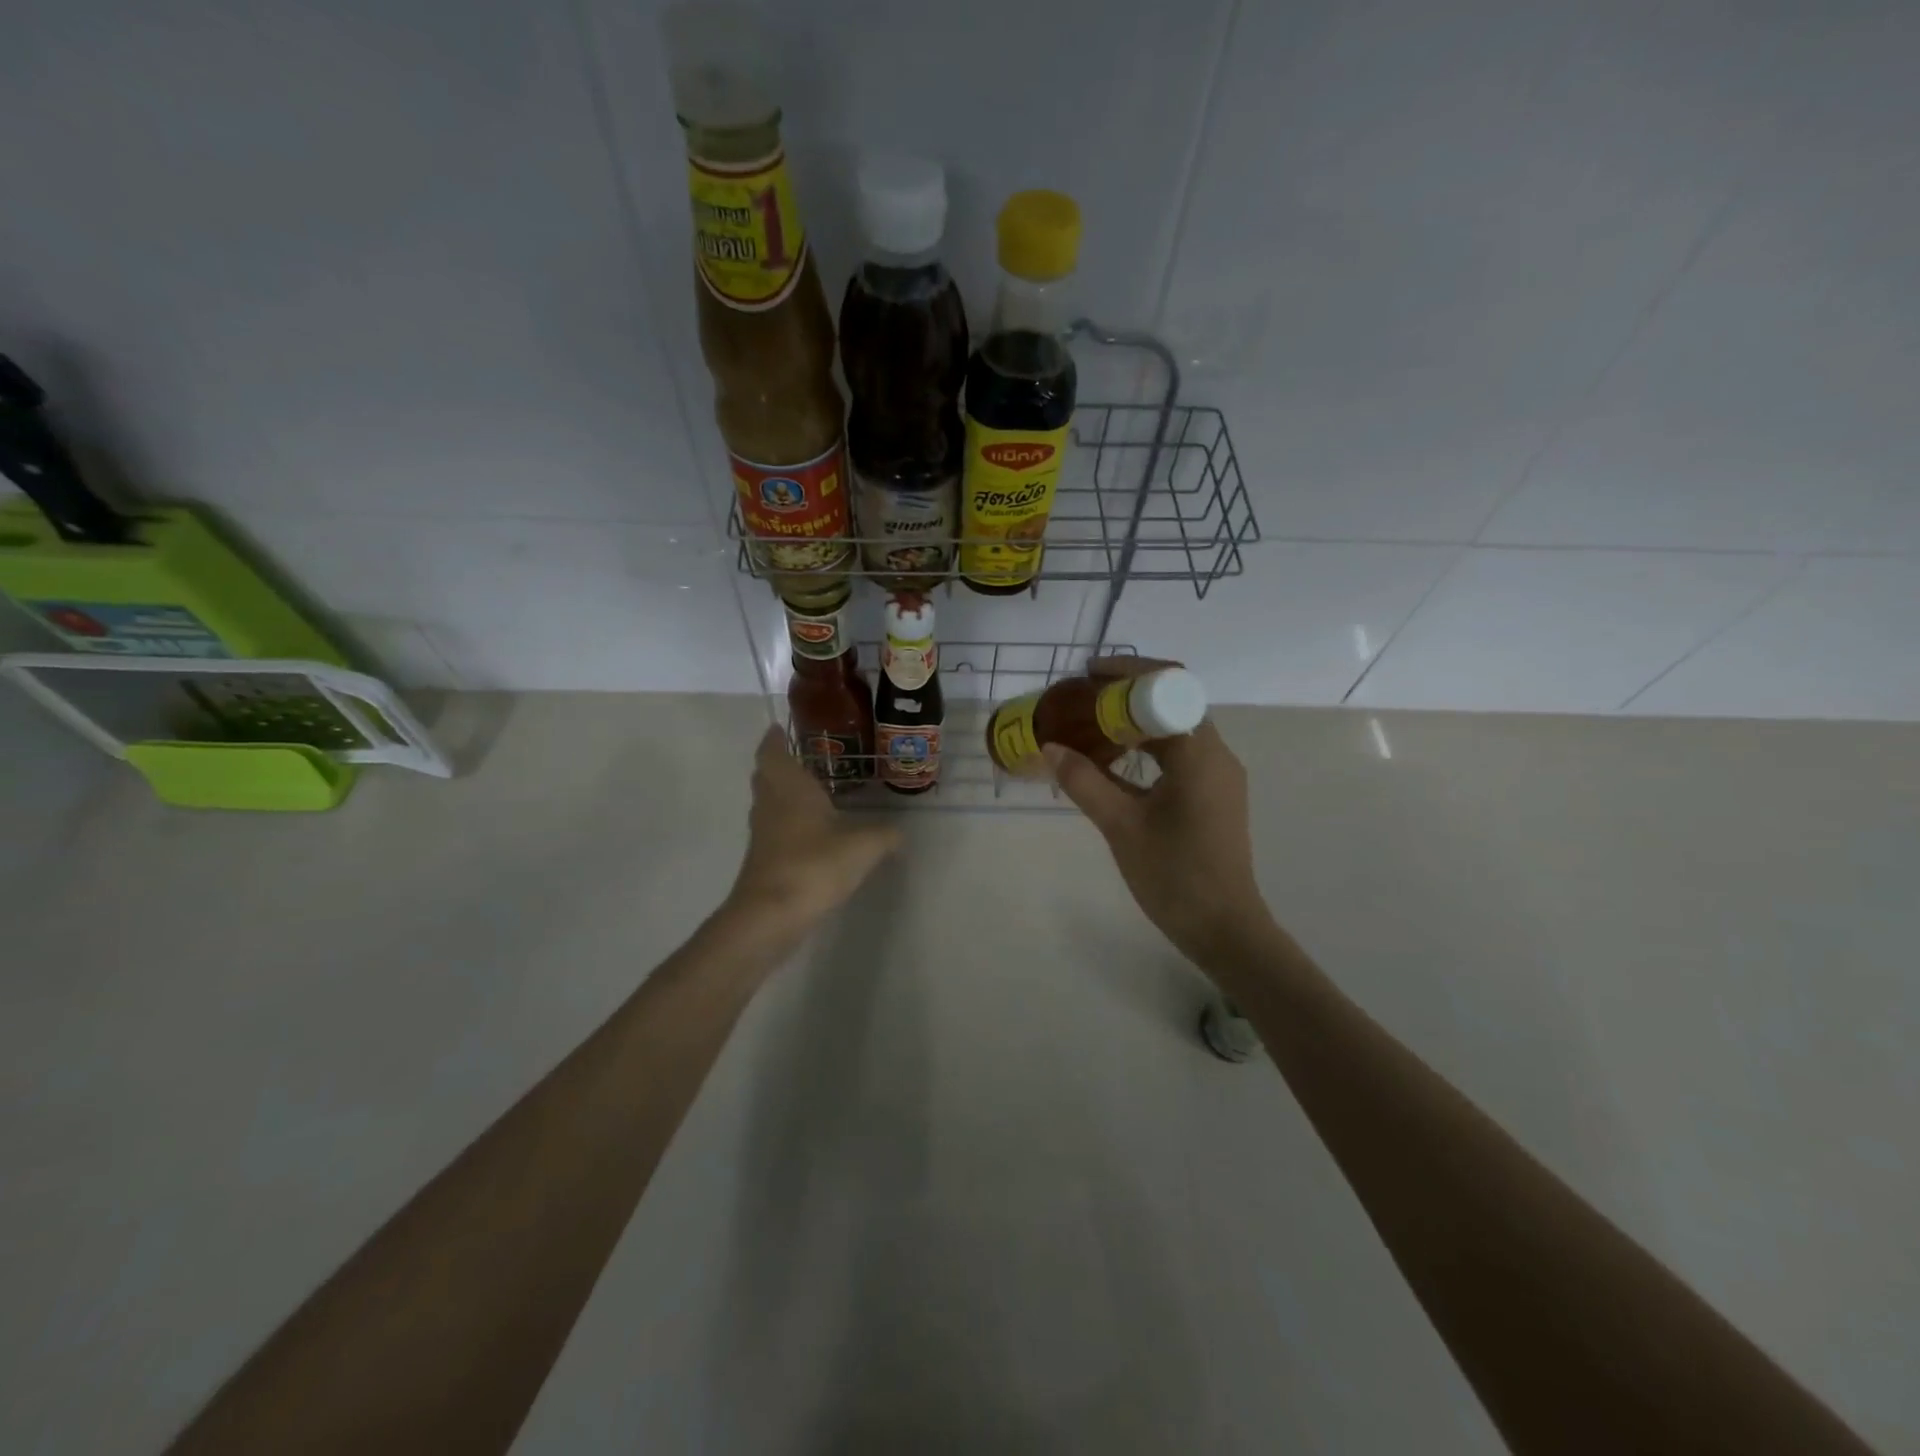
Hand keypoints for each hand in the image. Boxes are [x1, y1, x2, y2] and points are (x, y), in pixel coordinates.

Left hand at [724, 725, 901, 939]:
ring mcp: (764, 834)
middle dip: (779, 764)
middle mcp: (771, 804)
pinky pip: (775, 829)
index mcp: (789, 787)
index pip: (772, 752)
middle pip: (766, 776)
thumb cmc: (814, 865)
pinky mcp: (764, 860)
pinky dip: (788, 823)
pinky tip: (812, 832)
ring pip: (769, 803)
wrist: (771, 915)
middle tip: (802, 757)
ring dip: (783, 794)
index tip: (779, 727)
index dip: (773, 739)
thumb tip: (901, 834)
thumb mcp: (863, 847)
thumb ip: (885, 835)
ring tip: (812, 791)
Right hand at [1045, 658, 1273, 968]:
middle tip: (1080, 698)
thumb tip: (1050, 747)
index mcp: (1200, 753)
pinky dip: (1147, 747)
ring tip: (1090, 723)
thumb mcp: (1121, 825)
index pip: (1166, 688)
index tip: (1086, 674)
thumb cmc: (1174, 875)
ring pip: (1175, 729)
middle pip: (1172, 702)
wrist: (1224, 929)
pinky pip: (1179, 754)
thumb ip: (1084, 781)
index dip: (1126, 674)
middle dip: (1126, 695)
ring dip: (1136, 721)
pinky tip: (1114, 760)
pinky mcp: (1214, 795)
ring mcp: (1218, 776)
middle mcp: (1216, 754)